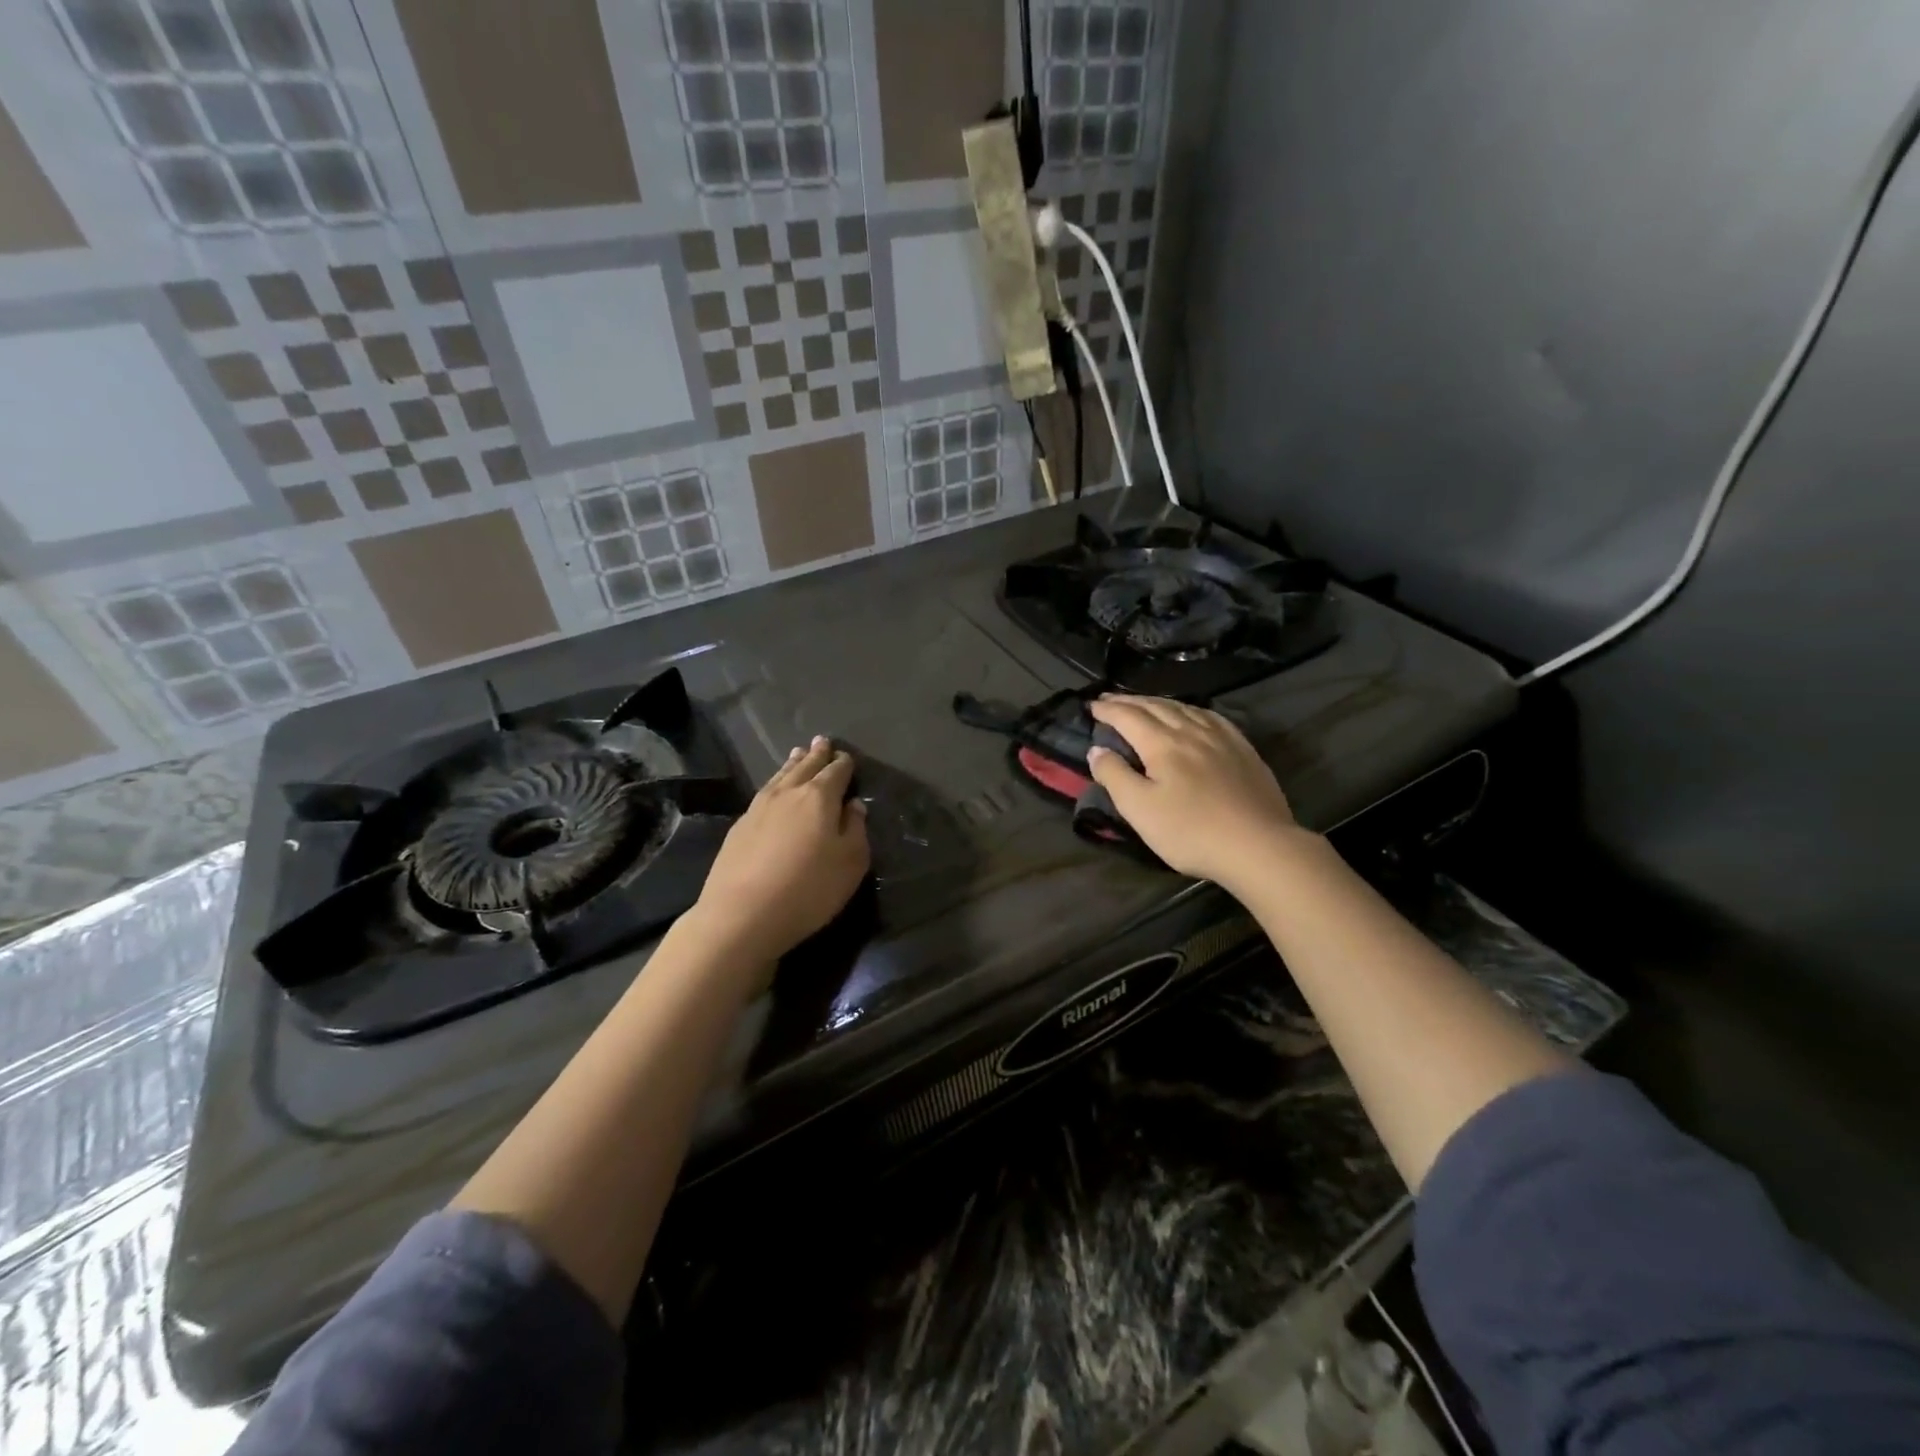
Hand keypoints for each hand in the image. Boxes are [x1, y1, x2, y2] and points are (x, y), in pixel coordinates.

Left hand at [690, 737, 869, 967]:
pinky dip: (775, 782)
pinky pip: (764, 792)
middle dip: (817, 754)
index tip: (847, 757)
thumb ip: (855, 829)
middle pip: (805, 767)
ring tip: (798, 753)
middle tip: (823, 741)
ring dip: (793, 764)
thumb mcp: (850, 862)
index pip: (836, 772)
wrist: (742, 914)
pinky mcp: (739, 826)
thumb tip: (852, 805)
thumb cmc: (809, 889)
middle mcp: (788, 793)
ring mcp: (759, 808)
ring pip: (781, 776)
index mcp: (819, 798)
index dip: (844, 764)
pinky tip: (774, 788)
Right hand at [1087, 696, 1302, 891]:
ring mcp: (1222, 738)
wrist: (1259, 846)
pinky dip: (1191, 710)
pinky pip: (1211, 717)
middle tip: (1109, 700)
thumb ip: (1114, 776)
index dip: (1107, 710)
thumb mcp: (1140, 809)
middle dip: (1129, 701)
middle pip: (1155, 707)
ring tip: (1144, 703)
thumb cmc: (1191, 831)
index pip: (1128, 717)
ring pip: (1184, 708)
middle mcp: (1191, 731)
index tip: (1091, 706)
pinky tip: (1192, 715)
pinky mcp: (1244, 750)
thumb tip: (1097, 749)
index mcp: (1162, 743)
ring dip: (1158, 702)